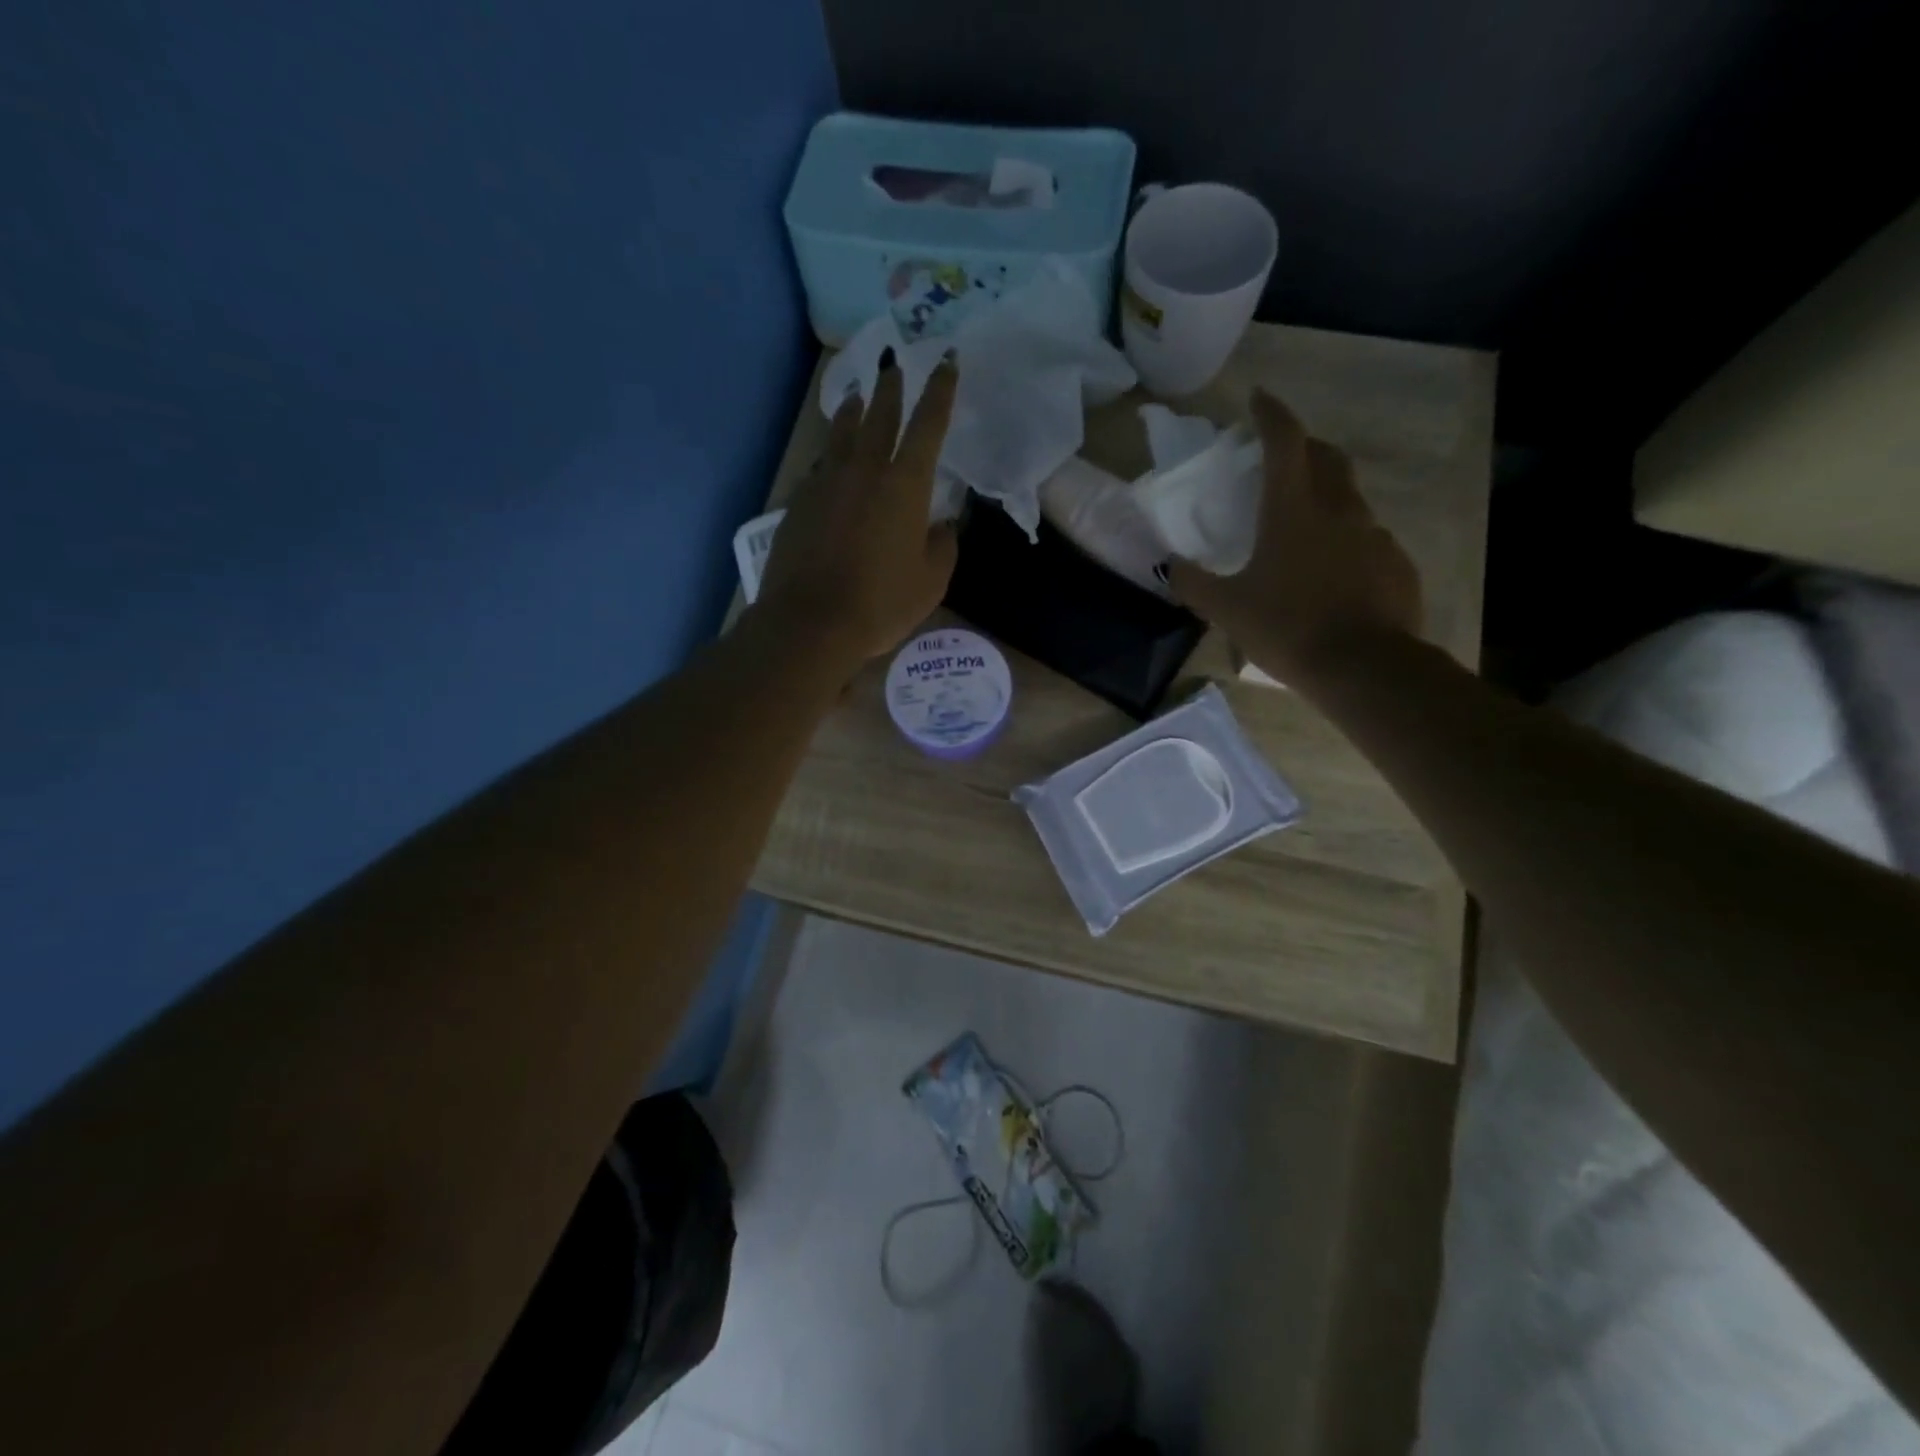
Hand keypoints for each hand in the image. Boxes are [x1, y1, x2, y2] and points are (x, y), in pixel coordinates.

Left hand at [754, 362, 958, 669]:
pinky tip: (830, 461)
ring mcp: (826, 483)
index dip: (940, 391)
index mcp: (905, 485)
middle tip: (892, 363)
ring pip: (841, 434)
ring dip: (853, 411)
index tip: (945, 361)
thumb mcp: (931, 581)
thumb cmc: (881, 603)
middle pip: (879, 415)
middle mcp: (864, 470)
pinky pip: (820, 467)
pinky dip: (830, 455)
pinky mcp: (799, 502)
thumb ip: (943, 546)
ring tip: (856, 397)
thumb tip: (942, 524)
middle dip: (890, 387)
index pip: (928, 425)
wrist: (810, 622)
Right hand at [1168, 389, 1422, 690]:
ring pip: (1349, 498)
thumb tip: (1168, 567)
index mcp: (1292, 510)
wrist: (1365, 668)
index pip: (1284, 440)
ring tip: (1304, 527)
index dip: (1270, 413)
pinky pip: (1368, 538)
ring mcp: (1374, 534)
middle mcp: (1338, 509)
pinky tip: (1333, 574)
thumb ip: (1193, 584)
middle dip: (1305, 447)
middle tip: (1283, 459)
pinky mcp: (1396, 563)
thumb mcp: (1227, 610)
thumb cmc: (1288, 629)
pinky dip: (1347, 540)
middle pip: (1326, 457)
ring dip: (1326, 496)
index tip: (1258, 398)